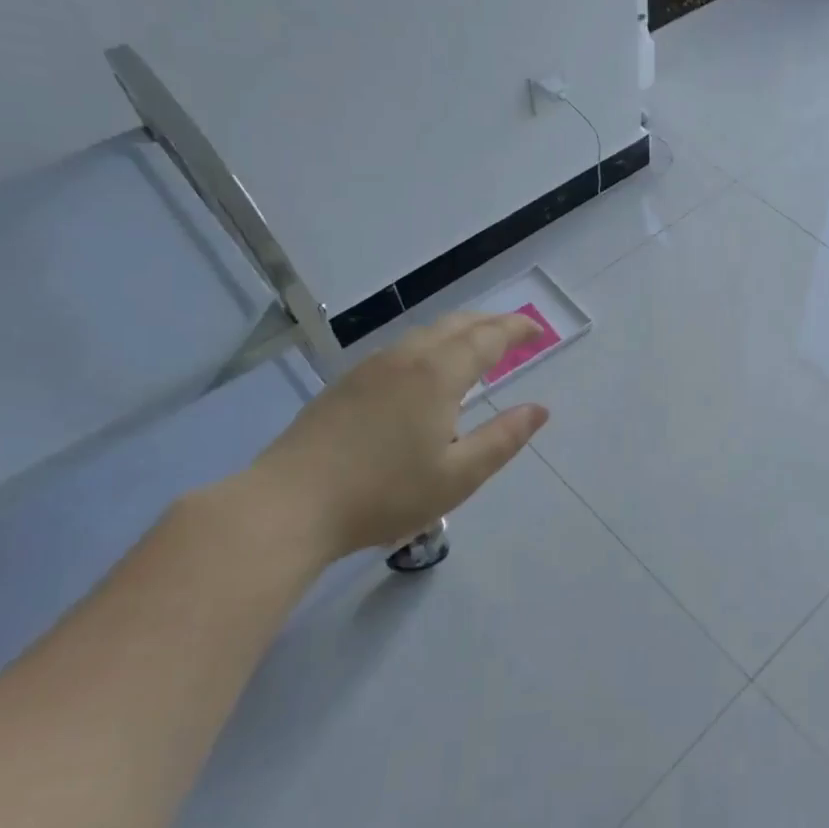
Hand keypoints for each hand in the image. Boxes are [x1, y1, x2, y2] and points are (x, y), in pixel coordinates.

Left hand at [244, 312, 549, 563]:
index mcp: (437, 375)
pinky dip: (430, 345)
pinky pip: (401, 349)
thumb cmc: (384, 493)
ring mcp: (370, 368)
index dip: (515, 329)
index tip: (537, 330)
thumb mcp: (458, 477)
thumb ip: (503, 439)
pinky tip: (426, 371)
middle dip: (490, 323)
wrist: (290, 505)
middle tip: (514, 333)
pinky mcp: (345, 384)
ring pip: (424, 333)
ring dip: (458, 332)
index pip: (487, 337)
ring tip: (475, 347)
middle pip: (455, 325)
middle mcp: (406, 359)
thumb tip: (539, 410)